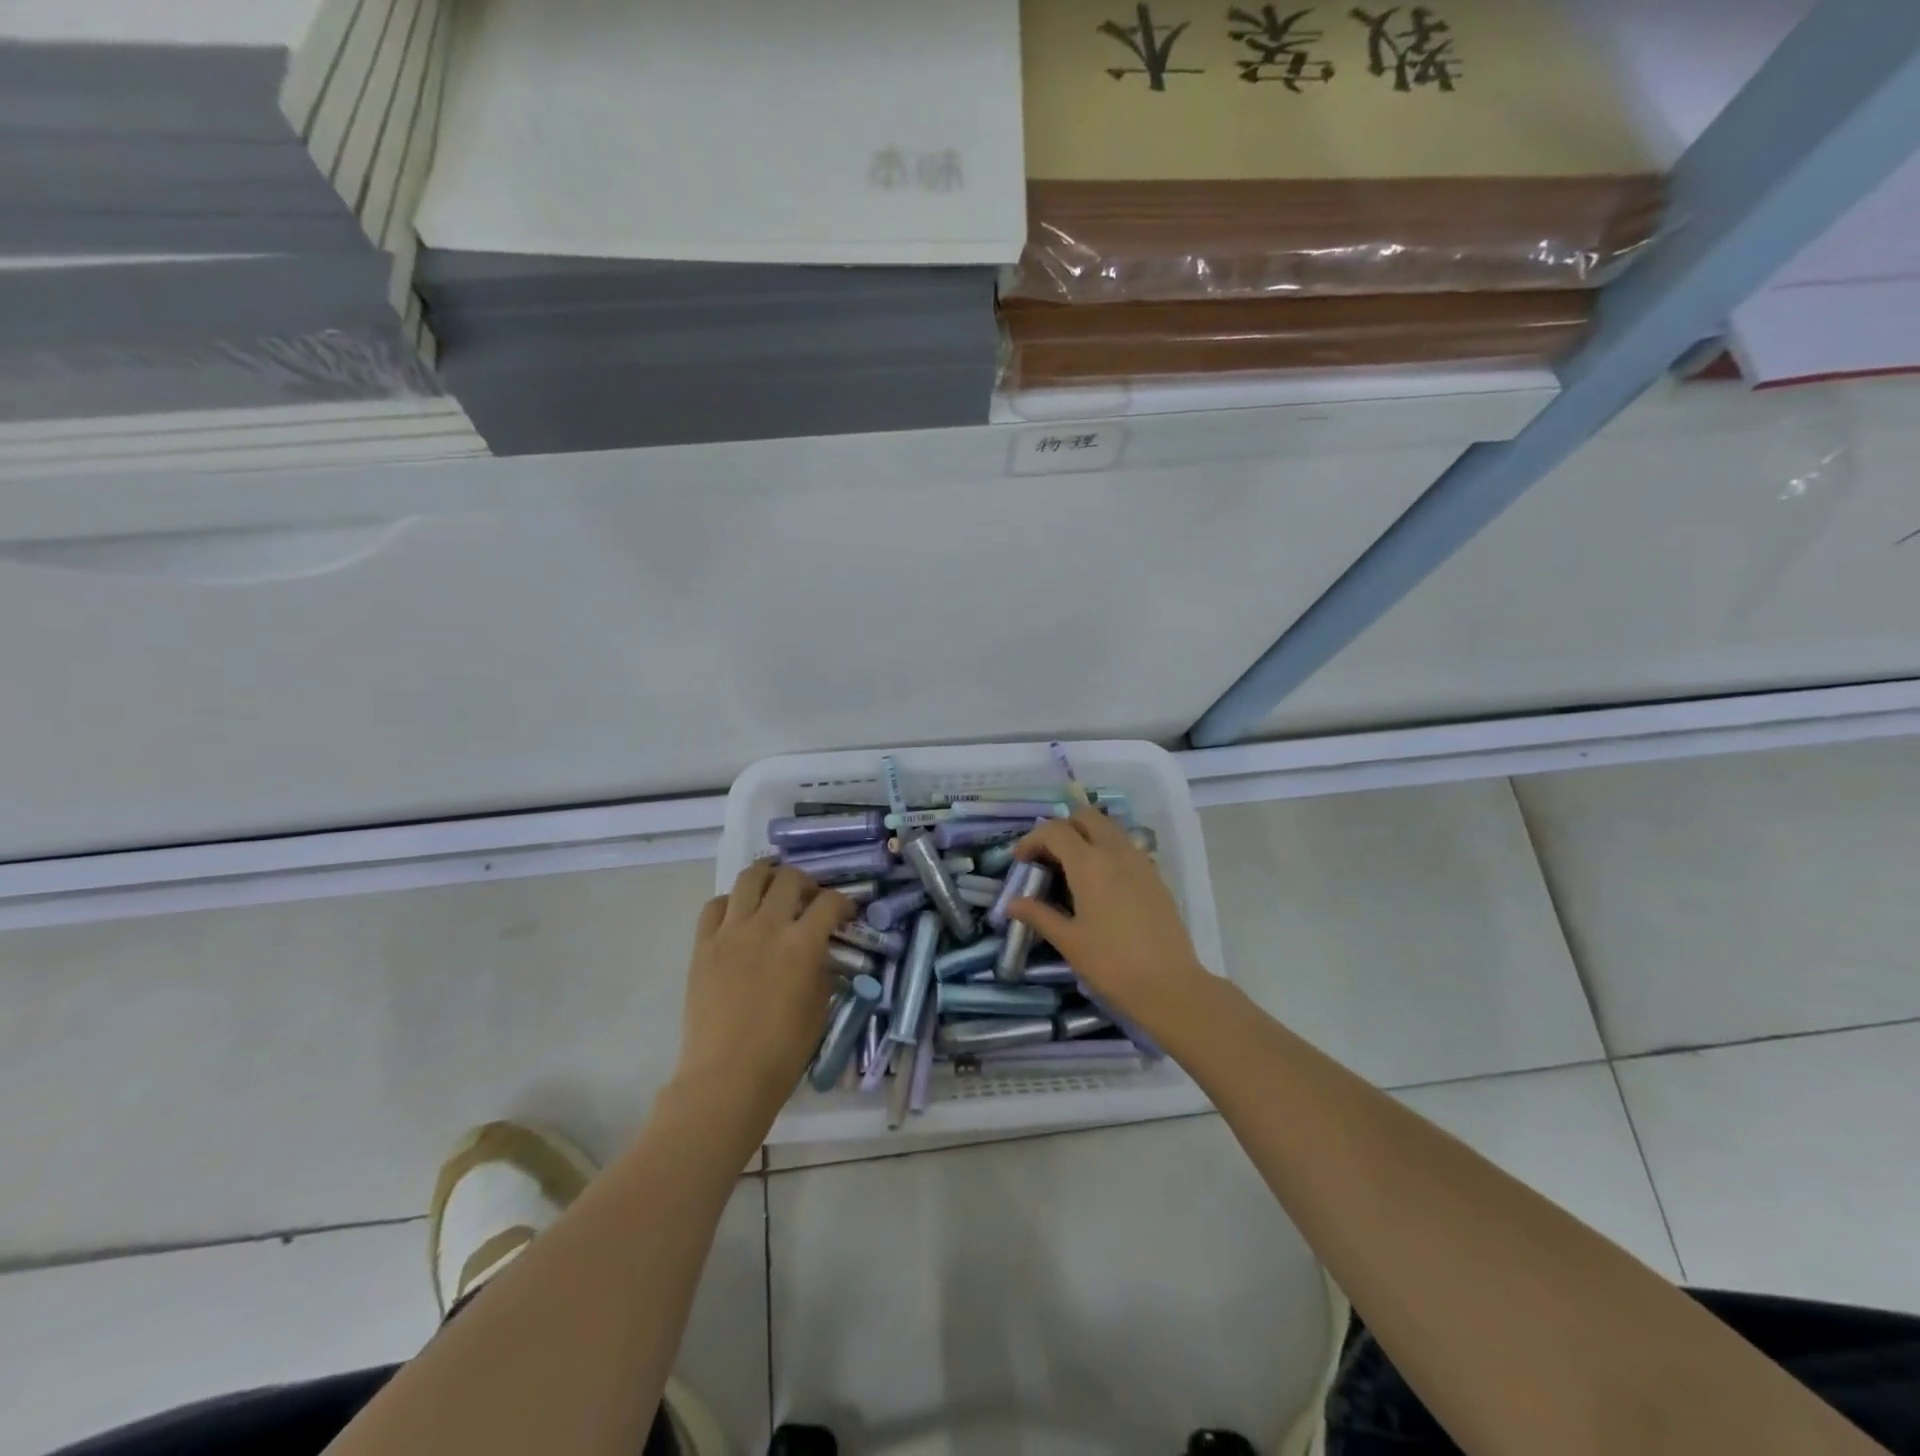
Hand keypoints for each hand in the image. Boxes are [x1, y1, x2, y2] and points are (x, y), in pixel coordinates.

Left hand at [673, 863, 853, 1137]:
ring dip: (768, 877)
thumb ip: (822, 969)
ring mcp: (731, 932)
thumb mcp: (819, 1007)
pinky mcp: (703, 945)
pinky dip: (731, 902)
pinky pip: (715, 906)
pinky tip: (739, 916)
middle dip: (806, 883)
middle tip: (809, 899)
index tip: (845, 912)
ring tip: (774, 890)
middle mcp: (767, 926)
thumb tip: (819, 953)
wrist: (726, 1077)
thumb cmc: (783, 1050)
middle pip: (789, 878)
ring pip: (749, 878)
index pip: (830, 902)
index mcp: (802, 944)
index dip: (844, 902)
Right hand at [1010, 808, 1211, 1038]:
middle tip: (1048, 857)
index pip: (1055, 830)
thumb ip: (1039, 915)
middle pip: (1086, 817)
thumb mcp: (1068, 941)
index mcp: (1089, 863)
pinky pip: (1126, 847)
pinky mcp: (1156, 876)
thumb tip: (1012, 902)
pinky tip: (1101, 884)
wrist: (1170, 986)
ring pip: (1109, 828)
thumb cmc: (1111, 964)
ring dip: (1087, 836)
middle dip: (1062, 828)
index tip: (1021, 862)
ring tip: (1073, 868)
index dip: (1032, 839)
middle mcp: (1116, 852)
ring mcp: (1140, 861)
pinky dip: (1108, 850)